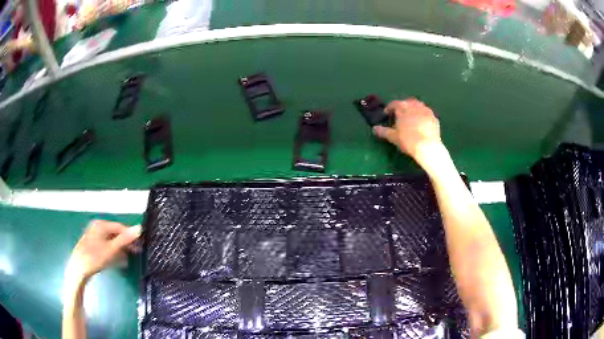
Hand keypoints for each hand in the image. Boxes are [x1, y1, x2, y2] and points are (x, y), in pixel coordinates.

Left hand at [65, 220, 140, 282]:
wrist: (78, 269)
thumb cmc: (94, 258)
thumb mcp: (111, 249)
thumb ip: (125, 239)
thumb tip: (139, 228)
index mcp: (101, 224)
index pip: (120, 227)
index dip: (130, 236)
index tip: (140, 246)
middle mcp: (97, 227)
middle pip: (115, 233)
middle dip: (125, 243)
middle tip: (135, 253)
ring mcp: (93, 236)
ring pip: (111, 240)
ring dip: (120, 249)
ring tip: (127, 259)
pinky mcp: (92, 245)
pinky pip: (105, 246)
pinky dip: (112, 252)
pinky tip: (116, 261)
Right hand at [373, 98, 443, 166]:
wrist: (428, 147)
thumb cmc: (408, 140)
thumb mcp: (393, 137)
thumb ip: (383, 131)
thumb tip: (374, 129)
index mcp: (403, 107)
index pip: (394, 104)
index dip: (389, 108)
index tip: (386, 114)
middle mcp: (415, 105)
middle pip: (407, 102)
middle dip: (402, 107)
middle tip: (399, 115)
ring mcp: (426, 110)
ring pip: (418, 106)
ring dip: (413, 109)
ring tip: (410, 117)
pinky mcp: (434, 117)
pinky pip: (426, 113)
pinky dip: (422, 115)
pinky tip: (421, 123)